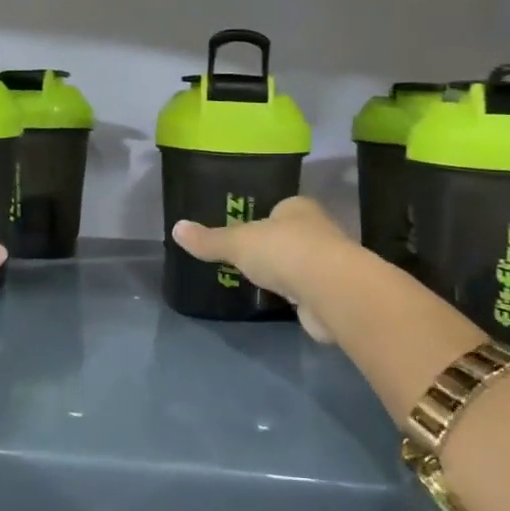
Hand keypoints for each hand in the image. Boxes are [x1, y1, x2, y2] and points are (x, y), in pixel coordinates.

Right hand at [171, 196, 360, 343]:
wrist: (331, 291)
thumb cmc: (284, 252)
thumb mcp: (237, 243)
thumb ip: (209, 240)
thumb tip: (176, 228)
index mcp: (298, 208)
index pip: (279, 208)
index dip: (263, 218)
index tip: (245, 233)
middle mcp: (319, 230)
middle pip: (291, 235)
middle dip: (274, 247)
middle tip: (249, 259)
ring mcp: (329, 263)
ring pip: (301, 264)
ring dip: (287, 273)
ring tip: (262, 282)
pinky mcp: (333, 294)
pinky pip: (308, 291)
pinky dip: (297, 296)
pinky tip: (283, 302)